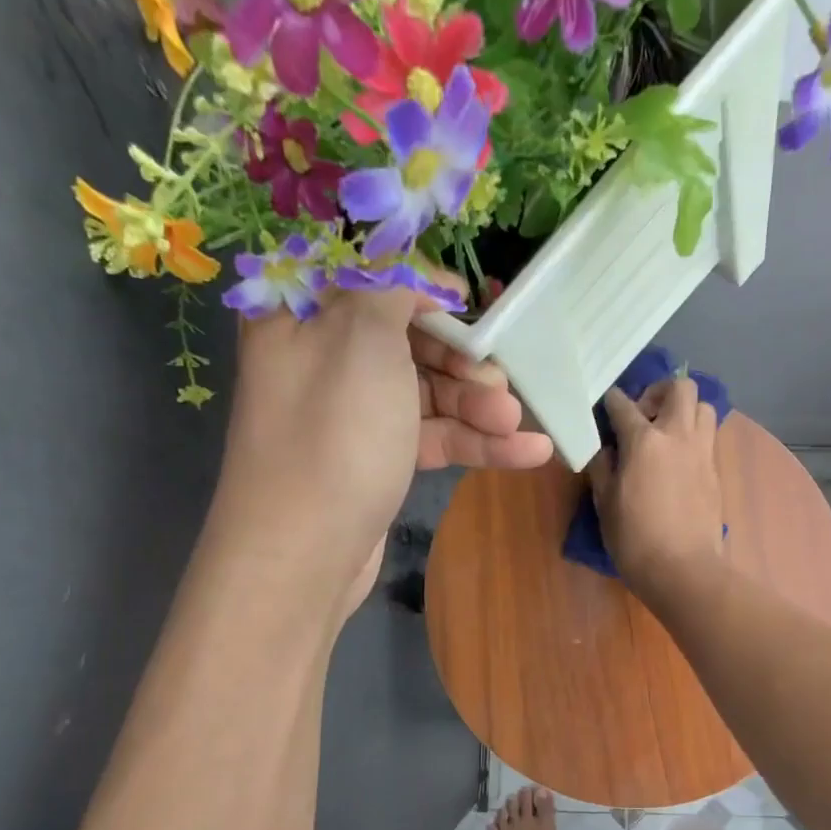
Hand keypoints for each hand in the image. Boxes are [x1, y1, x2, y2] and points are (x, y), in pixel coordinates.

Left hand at [215, 283, 552, 619]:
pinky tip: (528, 453)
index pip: (366, 279)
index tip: (470, 305)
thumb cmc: (334, 434)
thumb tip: (413, 274)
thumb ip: (390, 287)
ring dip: (476, 406)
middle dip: (462, 360)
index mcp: (302, 316)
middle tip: (502, 382)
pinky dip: (474, 443)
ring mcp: (352, 416)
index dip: (421, 286)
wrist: (304, 555)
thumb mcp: (362, 338)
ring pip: (425, 393)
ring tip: (518, 424)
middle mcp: (323, 360)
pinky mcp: (376, 461)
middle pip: (406, 339)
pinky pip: (429, 437)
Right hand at [585, 375, 723, 604]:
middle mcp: (678, 435)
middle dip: (658, 392)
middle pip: (679, 388)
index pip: (623, 405)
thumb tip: (603, 449)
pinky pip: (708, 437)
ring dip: (684, 411)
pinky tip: (677, 460)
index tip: (604, 407)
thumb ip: (602, 468)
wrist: (683, 570)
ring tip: (666, 434)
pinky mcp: (715, 471)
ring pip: (703, 407)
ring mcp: (702, 452)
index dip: (610, 402)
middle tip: (643, 416)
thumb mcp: (605, 503)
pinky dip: (693, 436)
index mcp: (644, 441)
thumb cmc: (635, 539)